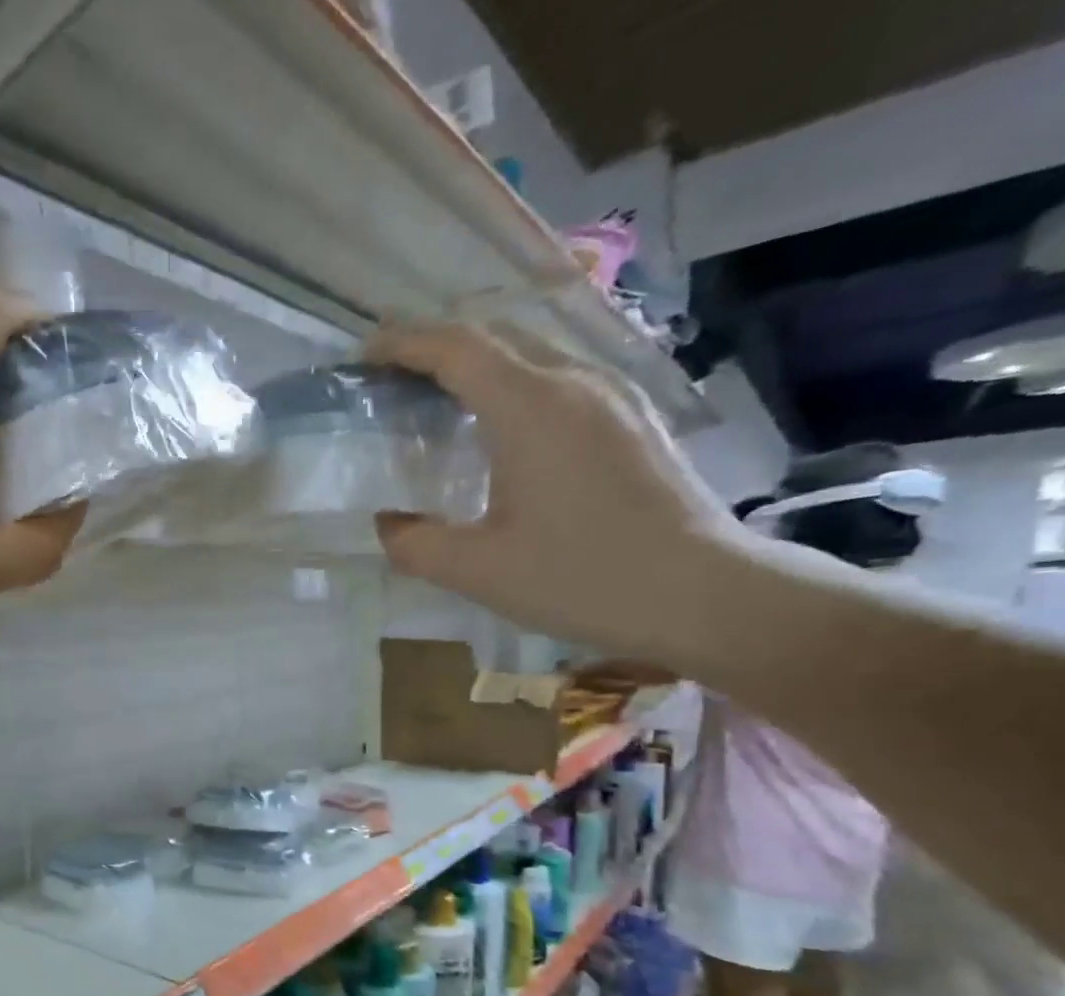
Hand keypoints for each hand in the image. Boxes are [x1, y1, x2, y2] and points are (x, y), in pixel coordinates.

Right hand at [369, 321, 749, 662]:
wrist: (698, 591)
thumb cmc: (581, 577)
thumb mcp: (478, 571)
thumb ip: (415, 543)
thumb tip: (387, 524)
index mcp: (531, 406)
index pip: (456, 348)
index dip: (404, 343)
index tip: (365, 355)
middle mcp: (575, 380)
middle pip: (495, 336)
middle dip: (436, 346)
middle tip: (394, 379)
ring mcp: (612, 394)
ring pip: (532, 352)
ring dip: (479, 363)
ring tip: (440, 400)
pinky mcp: (632, 416)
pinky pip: (559, 377)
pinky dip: (514, 384)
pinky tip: (502, 429)